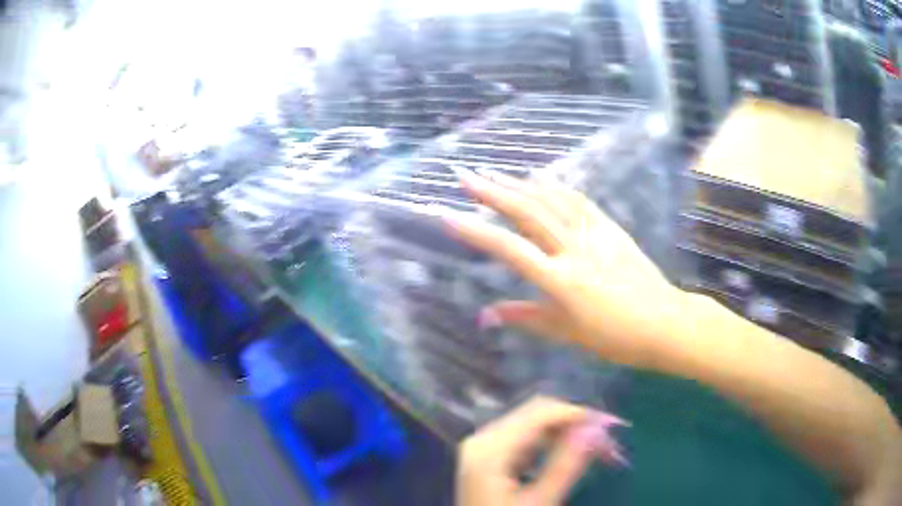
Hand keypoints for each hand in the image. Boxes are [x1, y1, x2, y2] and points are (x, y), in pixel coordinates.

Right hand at [444, 169, 685, 367]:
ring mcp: (595, 234)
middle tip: (465, 175)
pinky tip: (540, 178)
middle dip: (492, 192)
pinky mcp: (611, 227)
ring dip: (520, 184)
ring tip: (494, 171)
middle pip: (527, 213)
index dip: (476, 233)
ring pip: (551, 200)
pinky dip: (556, 187)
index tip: (449, 216)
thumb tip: (485, 315)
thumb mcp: (567, 333)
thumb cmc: (615, 336)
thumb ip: (525, 318)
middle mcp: (574, 249)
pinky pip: (579, 200)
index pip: (509, 250)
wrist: (664, 321)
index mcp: (560, 280)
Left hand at [456, 396, 628, 505]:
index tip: (614, 427)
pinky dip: (552, 445)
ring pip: (534, 425)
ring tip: (599, 452)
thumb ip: (567, 464)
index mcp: (489, 448)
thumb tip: (597, 427)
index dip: (580, 414)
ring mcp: (484, 448)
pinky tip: (571, 456)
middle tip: (610, 444)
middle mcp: (483, 439)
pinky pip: (526, 439)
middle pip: (536, 414)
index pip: (541, 412)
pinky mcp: (490, 458)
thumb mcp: (540, 501)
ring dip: (568, 434)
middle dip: (576, 424)